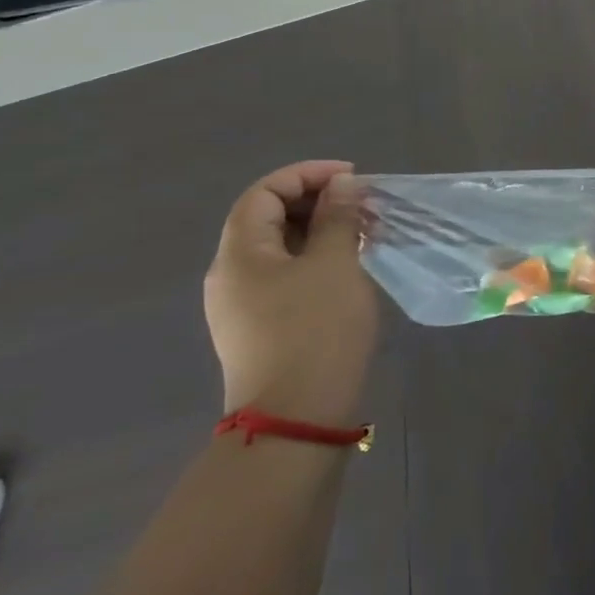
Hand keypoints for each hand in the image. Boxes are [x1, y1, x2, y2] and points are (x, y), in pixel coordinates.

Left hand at [204, 161, 378, 427]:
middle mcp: (231, 274)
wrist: (296, 419)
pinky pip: (285, 275)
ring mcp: (242, 305)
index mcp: (240, 252)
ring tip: (363, 233)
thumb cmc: (315, 329)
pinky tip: (348, 267)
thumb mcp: (335, 263)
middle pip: (268, 217)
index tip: (352, 179)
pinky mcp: (259, 328)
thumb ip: (337, 217)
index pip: (265, 192)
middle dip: (317, 201)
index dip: (308, 175)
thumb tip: (340, 186)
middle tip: (363, 206)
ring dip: (320, 230)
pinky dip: (315, 258)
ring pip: (280, 247)